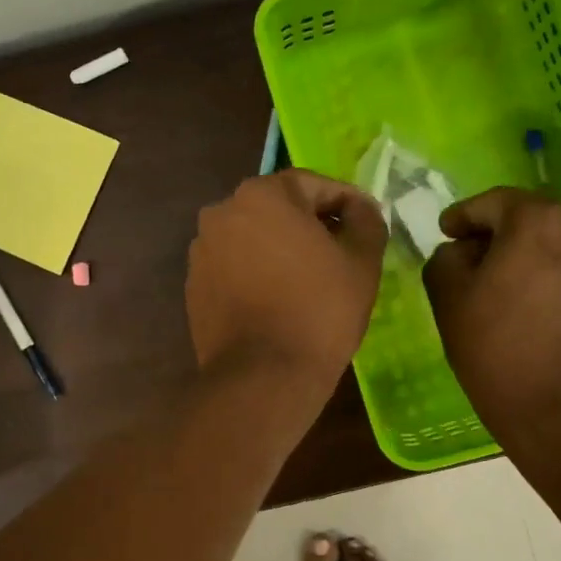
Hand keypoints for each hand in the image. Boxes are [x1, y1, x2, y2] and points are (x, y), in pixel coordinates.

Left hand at [186, 170, 386, 391]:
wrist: (262, 376)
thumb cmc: (319, 310)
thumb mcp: (361, 262)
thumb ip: (366, 221)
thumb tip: (360, 209)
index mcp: (262, 195)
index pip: (313, 184)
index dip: (346, 202)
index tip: (367, 223)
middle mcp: (222, 212)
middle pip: (278, 208)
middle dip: (311, 223)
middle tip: (341, 250)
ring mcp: (202, 250)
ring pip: (253, 237)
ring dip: (281, 248)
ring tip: (310, 279)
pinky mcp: (193, 285)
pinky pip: (234, 266)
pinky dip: (257, 272)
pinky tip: (278, 299)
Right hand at [423, 187, 560, 429]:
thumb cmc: (498, 348)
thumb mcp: (448, 297)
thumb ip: (445, 257)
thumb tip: (461, 251)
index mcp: (538, 219)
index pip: (490, 202)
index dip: (462, 216)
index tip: (444, 233)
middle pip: (525, 218)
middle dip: (492, 234)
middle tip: (464, 260)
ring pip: (550, 241)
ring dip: (521, 254)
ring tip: (494, 285)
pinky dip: (544, 273)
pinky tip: (525, 302)